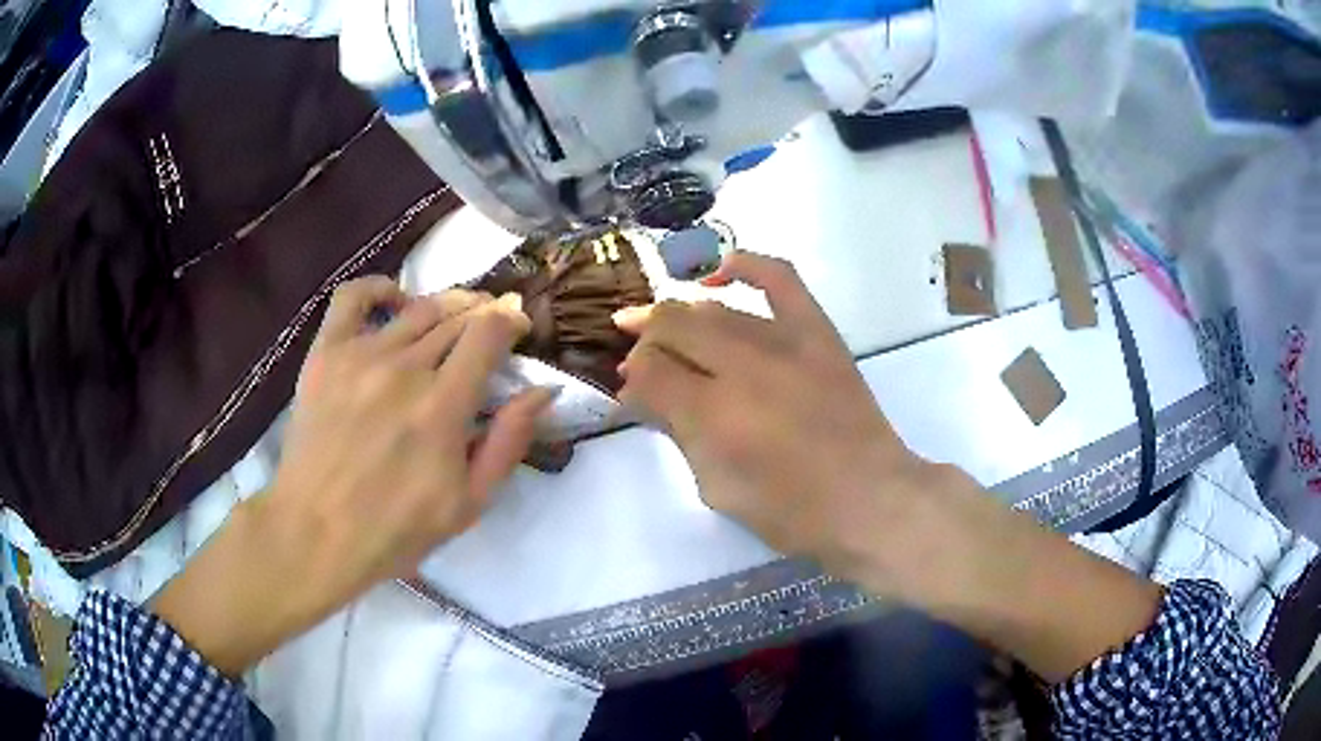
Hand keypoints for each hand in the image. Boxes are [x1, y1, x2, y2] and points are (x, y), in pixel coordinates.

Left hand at [153, 277, 552, 674]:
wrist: (316, 532)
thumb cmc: (396, 530)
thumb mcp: (469, 503)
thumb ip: (508, 442)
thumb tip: (543, 390)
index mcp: (442, 407)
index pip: (488, 333)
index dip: (511, 321)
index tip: (518, 328)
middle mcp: (404, 368)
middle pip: (457, 316)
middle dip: (484, 314)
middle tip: (489, 329)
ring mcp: (359, 355)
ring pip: (417, 308)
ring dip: (446, 305)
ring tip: (454, 319)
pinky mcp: (325, 354)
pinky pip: (353, 298)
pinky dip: (380, 289)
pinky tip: (395, 301)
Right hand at [613, 252, 938, 585]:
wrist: (870, 500)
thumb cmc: (791, 513)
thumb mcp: (717, 488)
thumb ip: (679, 434)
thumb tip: (646, 397)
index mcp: (714, 415)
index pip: (650, 371)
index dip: (633, 379)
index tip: (632, 394)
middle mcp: (743, 367)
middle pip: (672, 328)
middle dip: (646, 342)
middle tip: (640, 361)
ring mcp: (785, 343)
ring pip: (713, 309)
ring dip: (679, 317)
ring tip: (667, 330)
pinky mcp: (818, 332)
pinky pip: (780, 278)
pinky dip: (747, 264)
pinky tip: (719, 271)